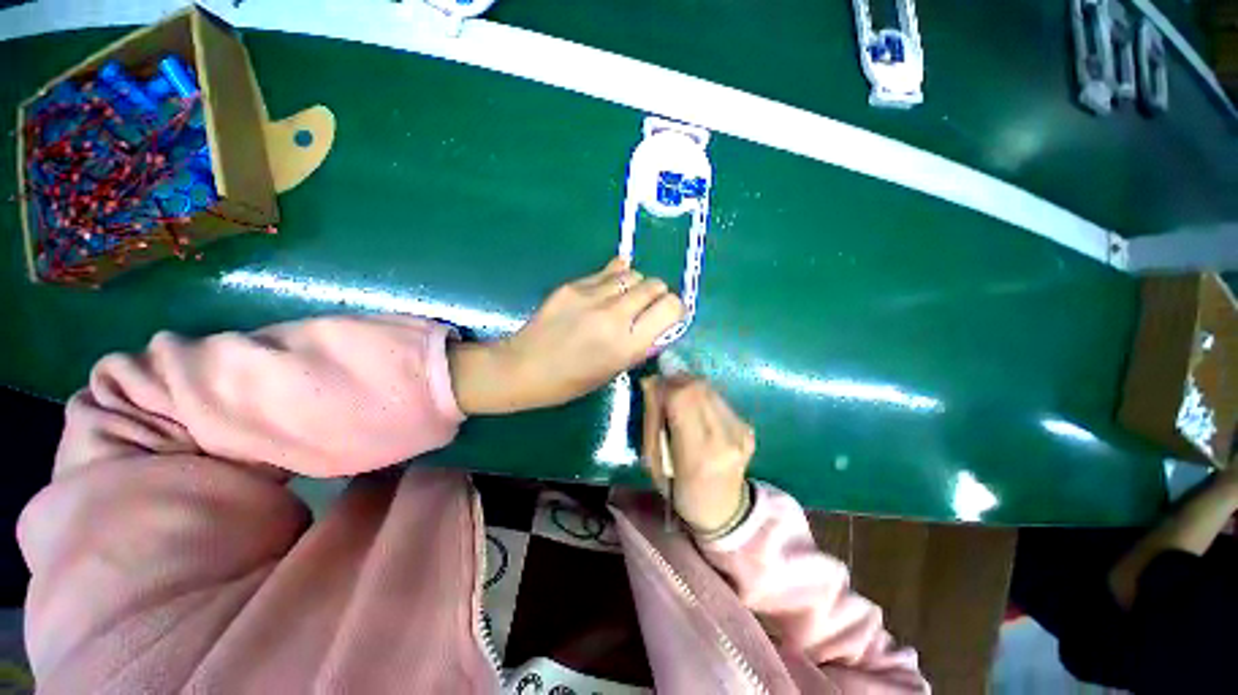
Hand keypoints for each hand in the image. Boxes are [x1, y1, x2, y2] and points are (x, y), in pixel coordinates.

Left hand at [449, 257, 684, 414]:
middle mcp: (615, 315)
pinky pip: (609, 271)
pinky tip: (608, 289)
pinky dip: (616, 278)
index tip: (667, 316)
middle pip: (656, 285)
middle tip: (645, 307)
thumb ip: (641, 345)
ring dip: (636, 285)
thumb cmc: (571, 381)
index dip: (674, 309)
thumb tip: (660, 324)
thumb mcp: (614, 370)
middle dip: (657, 295)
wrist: (523, 368)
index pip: (672, 307)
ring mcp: (592, 296)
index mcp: (628, 344)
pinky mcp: (574, 285)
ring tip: (624, 298)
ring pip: (634, 274)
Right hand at [641, 376, 754, 532]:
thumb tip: (651, 383)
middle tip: (662, 387)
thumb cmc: (679, 491)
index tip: (651, 386)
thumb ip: (653, 421)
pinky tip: (695, 408)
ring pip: (709, 388)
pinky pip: (719, 399)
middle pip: (697, 388)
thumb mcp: (655, 462)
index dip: (664, 387)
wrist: (724, 510)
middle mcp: (725, 439)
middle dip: (675, 381)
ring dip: (688, 386)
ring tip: (677, 396)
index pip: (681, 399)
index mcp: (698, 455)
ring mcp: (741, 432)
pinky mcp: (748, 427)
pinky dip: (701, 396)